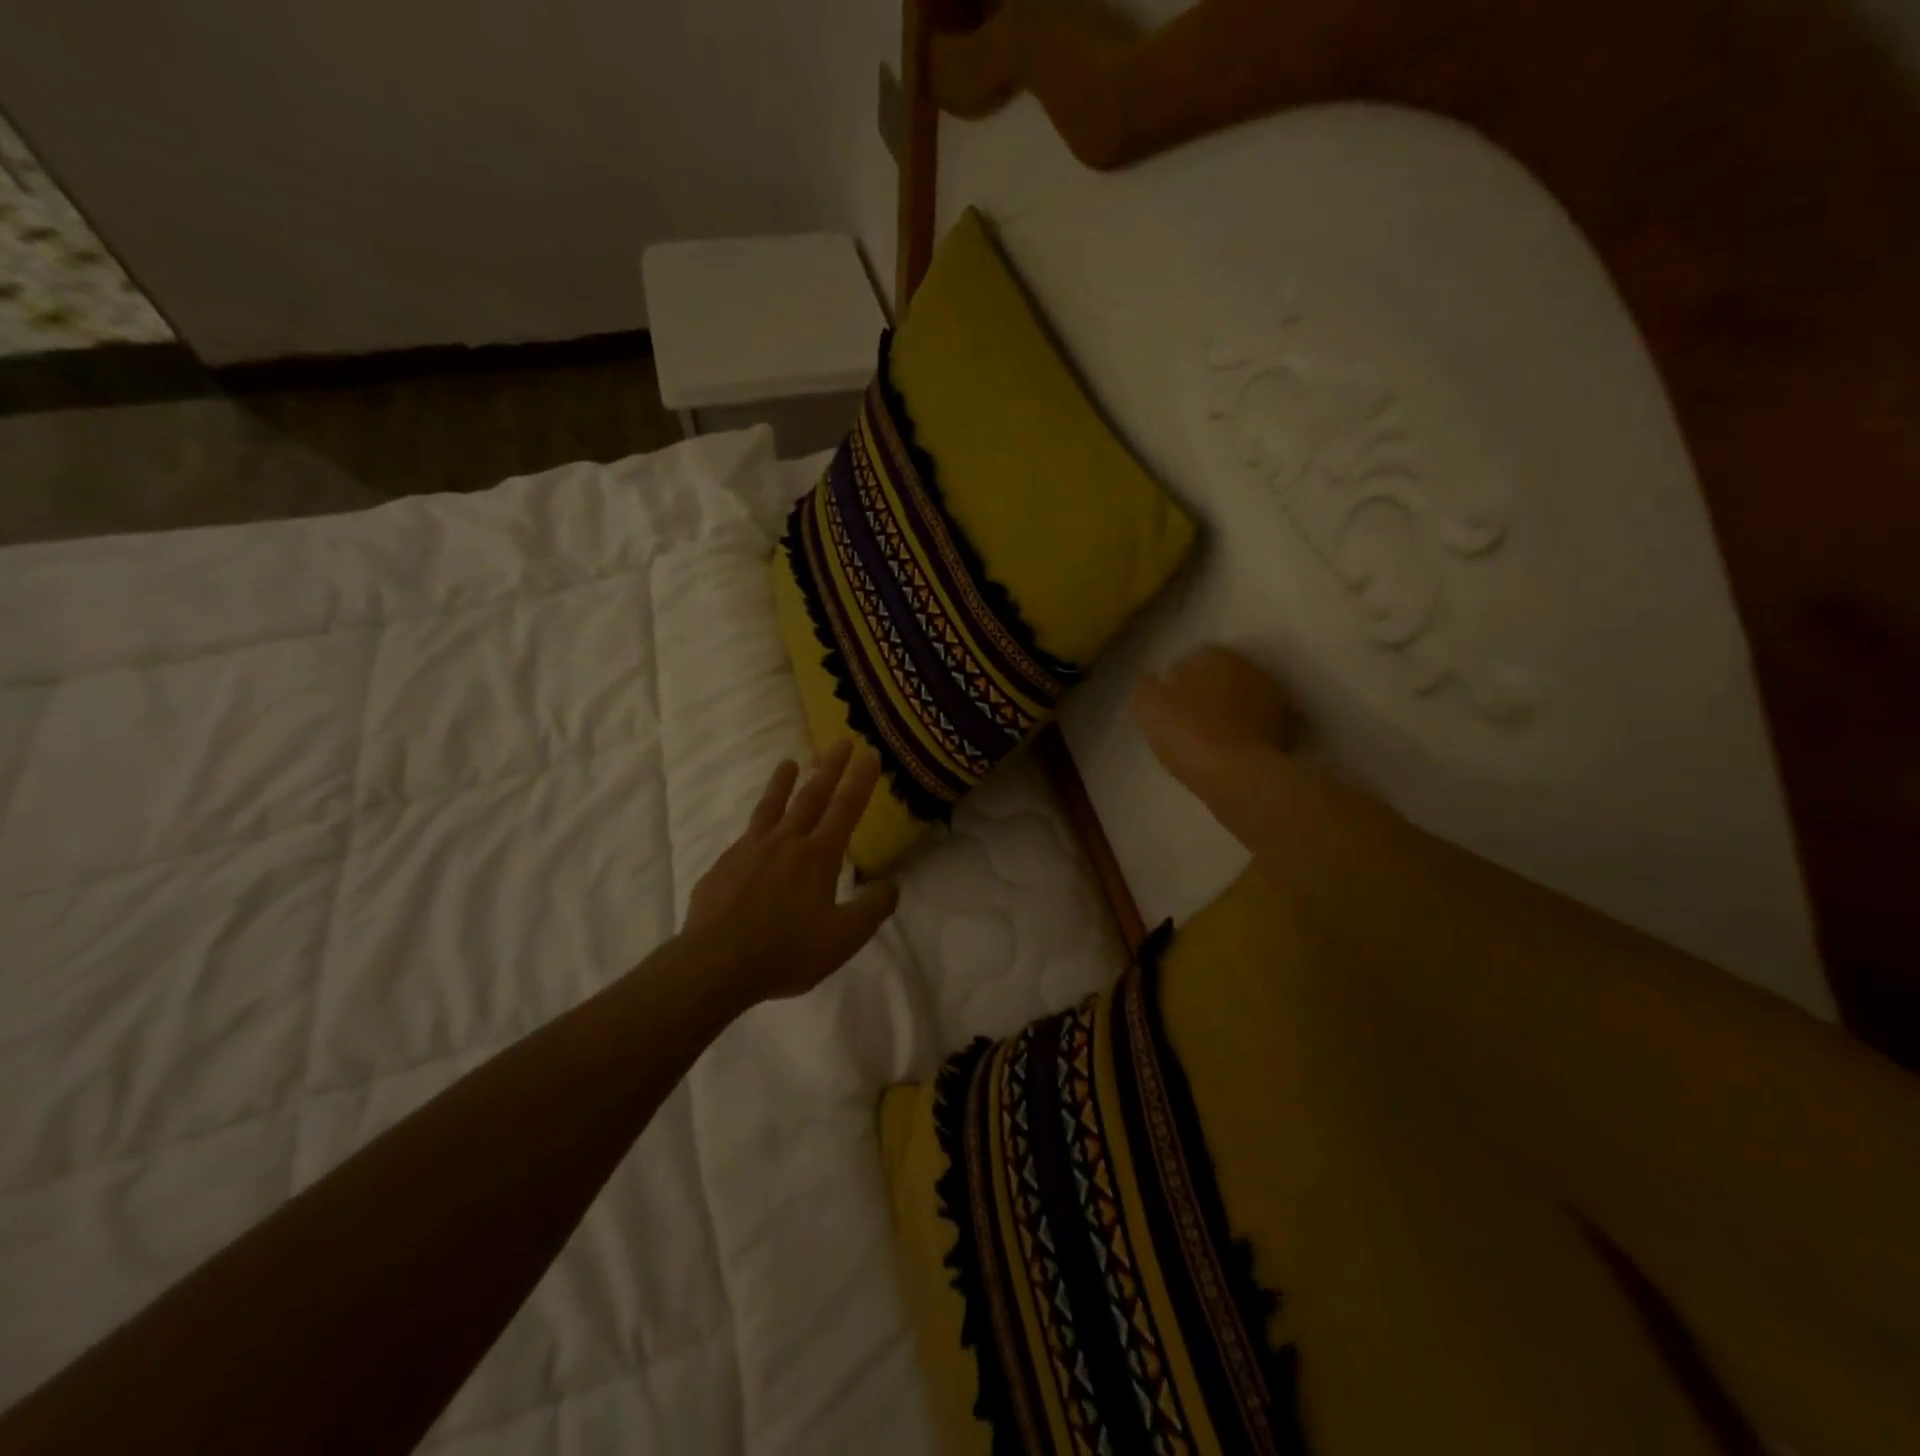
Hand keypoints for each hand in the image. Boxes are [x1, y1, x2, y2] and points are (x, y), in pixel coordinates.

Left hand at [684, 739, 899, 1004]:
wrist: (714, 965)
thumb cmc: (786, 951)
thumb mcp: (843, 939)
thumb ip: (872, 909)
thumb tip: (892, 885)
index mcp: (817, 857)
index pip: (845, 809)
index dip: (860, 781)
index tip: (870, 754)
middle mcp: (785, 843)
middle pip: (811, 797)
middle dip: (830, 768)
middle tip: (841, 743)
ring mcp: (749, 851)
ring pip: (771, 808)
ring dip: (783, 783)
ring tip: (788, 763)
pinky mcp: (722, 866)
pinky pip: (745, 838)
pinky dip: (756, 827)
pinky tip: (754, 836)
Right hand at [1134, 645, 1294, 791]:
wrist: (1237, 774)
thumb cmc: (1186, 731)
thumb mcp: (1148, 704)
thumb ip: (1146, 684)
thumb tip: (1153, 678)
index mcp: (1214, 654)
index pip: (1192, 659)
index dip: (1177, 681)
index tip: (1167, 704)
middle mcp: (1248, 667)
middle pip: (1220, 677)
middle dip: (1206, 692)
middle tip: (1187, 720)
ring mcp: (1272, 697)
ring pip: (1241, 700)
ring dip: (1228, 712)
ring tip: (1209, 739)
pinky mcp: (1286, 728)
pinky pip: (1257, 725)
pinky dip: (1246, 733)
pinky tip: (1230, 752)